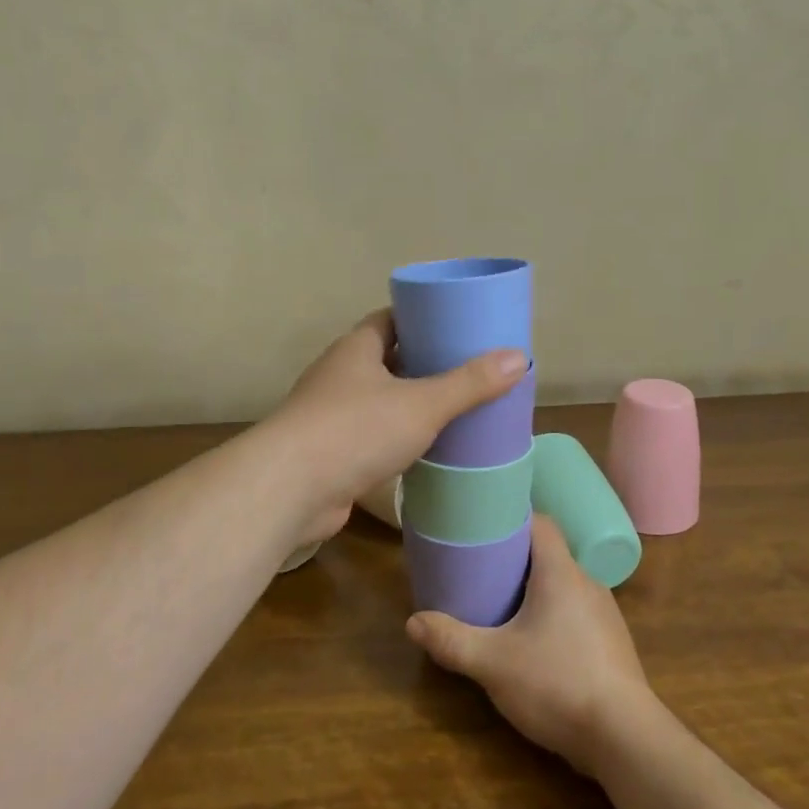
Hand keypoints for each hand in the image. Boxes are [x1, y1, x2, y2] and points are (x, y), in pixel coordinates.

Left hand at [270, 309, 525, 536]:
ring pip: (379, 401)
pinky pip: (371, 436)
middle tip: (469, 371)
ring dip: (410, 405)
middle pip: (387, 360)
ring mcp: (330, 415)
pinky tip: (425, 451)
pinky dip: (396, 439)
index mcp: (356, 348)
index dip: (424, 320)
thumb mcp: (422, 403)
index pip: (392, 320)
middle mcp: (339, 375)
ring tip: (455, 410)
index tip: (459, 327)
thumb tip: (517, 356)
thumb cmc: (356, 430)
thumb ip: (469, 383)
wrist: (291, 489)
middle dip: (424, 364)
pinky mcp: (330, 453)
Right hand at [406, 515, 657, 775]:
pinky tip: (535, 643)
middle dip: (516, 558)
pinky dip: (553, 617)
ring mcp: (605, 616)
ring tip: (503, 605)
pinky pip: (577, 615)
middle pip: (550, 555)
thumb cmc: (557, 683)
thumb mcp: (492, 663)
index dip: (513, 518)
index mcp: (561, 573)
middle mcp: (588, 584)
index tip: (484, 524)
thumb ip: (451, 641)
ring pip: (564, 587)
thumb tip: (413, 622)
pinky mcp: (612, 645)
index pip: (541, 523)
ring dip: (535, 590)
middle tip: (481, 568)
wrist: (625, 738)